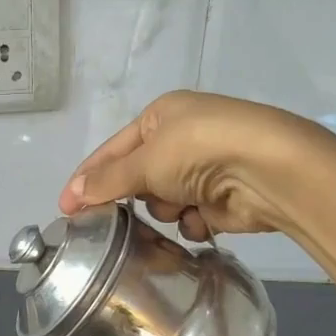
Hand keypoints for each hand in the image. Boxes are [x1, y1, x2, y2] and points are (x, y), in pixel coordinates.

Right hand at [59, 90, 315, 241]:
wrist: (270, 171)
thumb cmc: (200, 150)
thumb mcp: (146, 161)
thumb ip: (108, 180)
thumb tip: (73, 194)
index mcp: (161, 116)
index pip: (111, 150)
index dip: (87, 179)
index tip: (66, 208)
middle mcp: (181, 139)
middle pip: (136, 177)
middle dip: (134, 195)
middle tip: (118, 216)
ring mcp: (202, 168)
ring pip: (161, 201)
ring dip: (165, 208)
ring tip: (180, 205)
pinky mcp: (220, 197)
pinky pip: (187, 216)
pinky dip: (191, 219)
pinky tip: (201, 217)